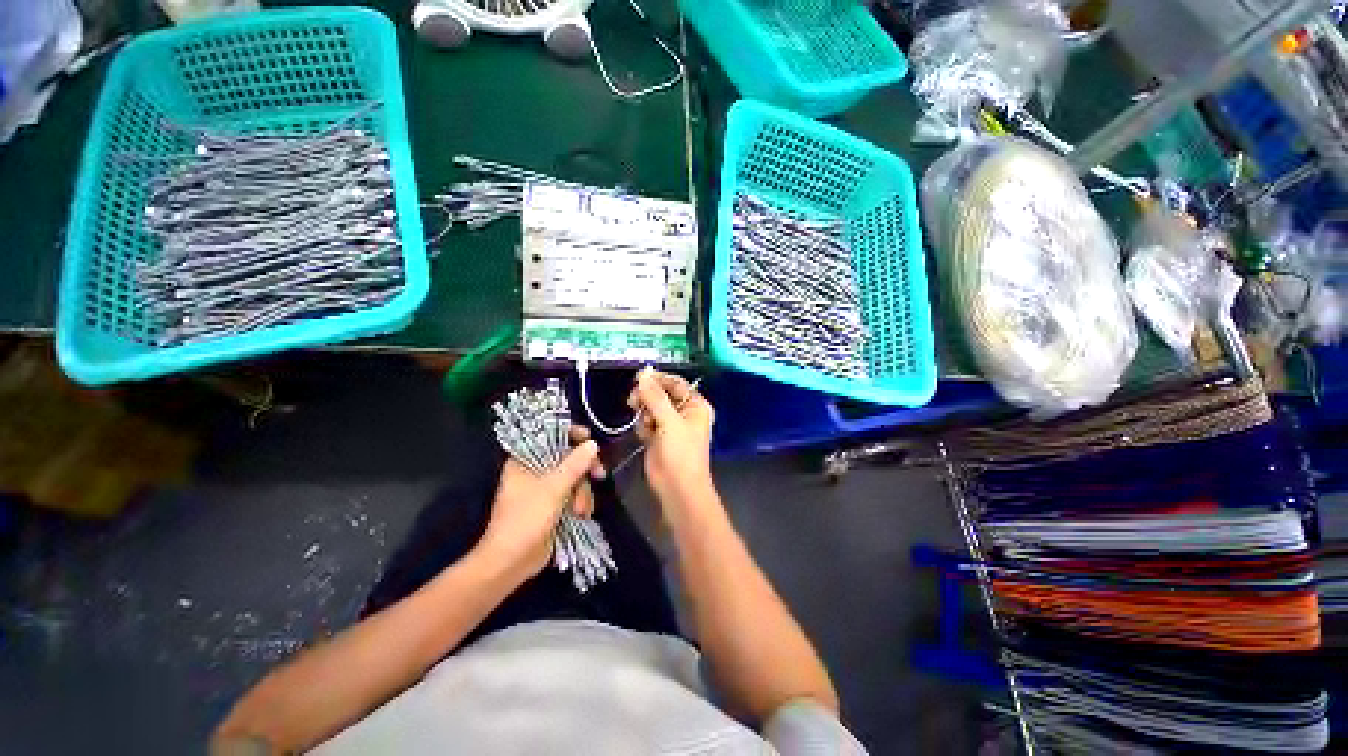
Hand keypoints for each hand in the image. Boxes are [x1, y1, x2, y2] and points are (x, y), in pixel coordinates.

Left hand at [478, 429, 601, 578]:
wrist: (511, 562)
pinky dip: (580, 503)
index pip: (550, 436)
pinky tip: (581, 515)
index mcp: (525, 460)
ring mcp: (545, 489)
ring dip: (583, 493)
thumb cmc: (525, 519)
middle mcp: (535, 471)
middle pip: (568, 458)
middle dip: (584, 470)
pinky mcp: (554, 505)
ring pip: (575, 478)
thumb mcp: (552, 488)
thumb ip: (574, 464)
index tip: (590, 439)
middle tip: (599, 474)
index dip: (571, 434)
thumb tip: (593, 444)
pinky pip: (574, 495)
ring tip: (579, 510)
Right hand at [627, 368, 716, 518]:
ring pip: (650, 407)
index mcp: (695, 405)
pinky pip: (645, 421)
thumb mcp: (670, 422)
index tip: (638, 377)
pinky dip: (642, 425)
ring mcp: (670, 424)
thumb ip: (655, 397)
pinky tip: (644, 435)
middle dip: (647, 396)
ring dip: (644, 412)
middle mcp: (684, 412)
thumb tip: (643, 375)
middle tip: (634, 400)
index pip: (675, 383)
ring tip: (644, 423)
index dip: (658, 379)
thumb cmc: (681, 454)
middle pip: (661, 394)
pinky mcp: (657, 436)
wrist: (677, 489)